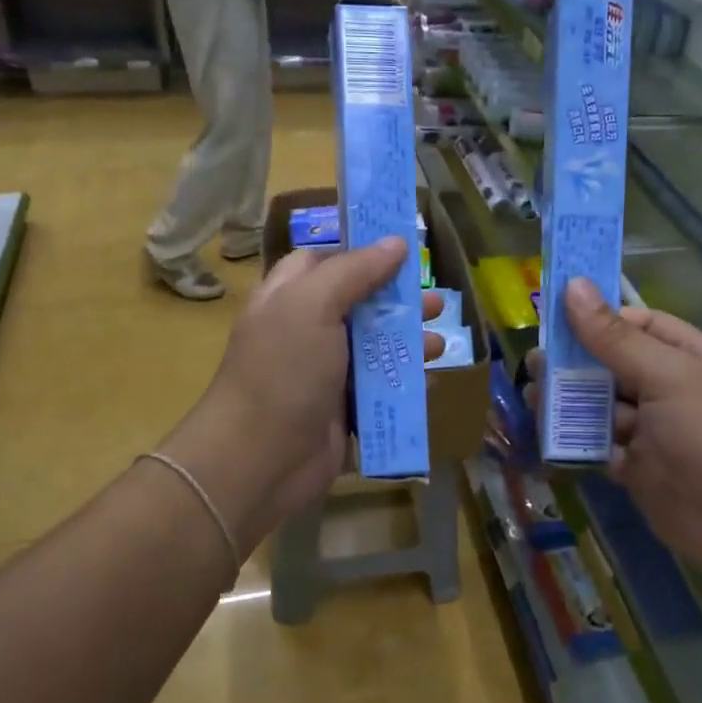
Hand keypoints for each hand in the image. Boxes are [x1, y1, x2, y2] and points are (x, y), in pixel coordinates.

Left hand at [162, 239, 443, 550]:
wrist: (261, 459)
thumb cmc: (283, 371)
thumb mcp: (313, 305)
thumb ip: (355, 271)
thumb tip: (396, 242)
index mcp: (290, 297)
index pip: (324, 261)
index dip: (361, 251)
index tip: (403, 248)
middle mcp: (307, 331)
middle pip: (360, 305)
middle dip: (399, 302)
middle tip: (435, 302)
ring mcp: (325, 373)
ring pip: (374, 349)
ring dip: (409, 344)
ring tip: (440, 345)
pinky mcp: (343, 411)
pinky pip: (380, 390)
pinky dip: (405, 384)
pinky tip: (431, 382)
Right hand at [528, 279, 701, 576]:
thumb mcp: (666, 376)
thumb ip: (614, 337)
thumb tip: (573, 285)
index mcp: (684, 356)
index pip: (634, 324)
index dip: (594, 318)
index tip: (550, 316)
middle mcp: (666, 388)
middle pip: (609, 365)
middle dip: (573, 363)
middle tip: (535, 364)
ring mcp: (649, 430)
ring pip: (599, 406)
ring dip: (567, 401)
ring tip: (533, 398)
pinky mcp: (634, 467)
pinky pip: (596, 445)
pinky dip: (573, 440)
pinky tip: (544, 433)